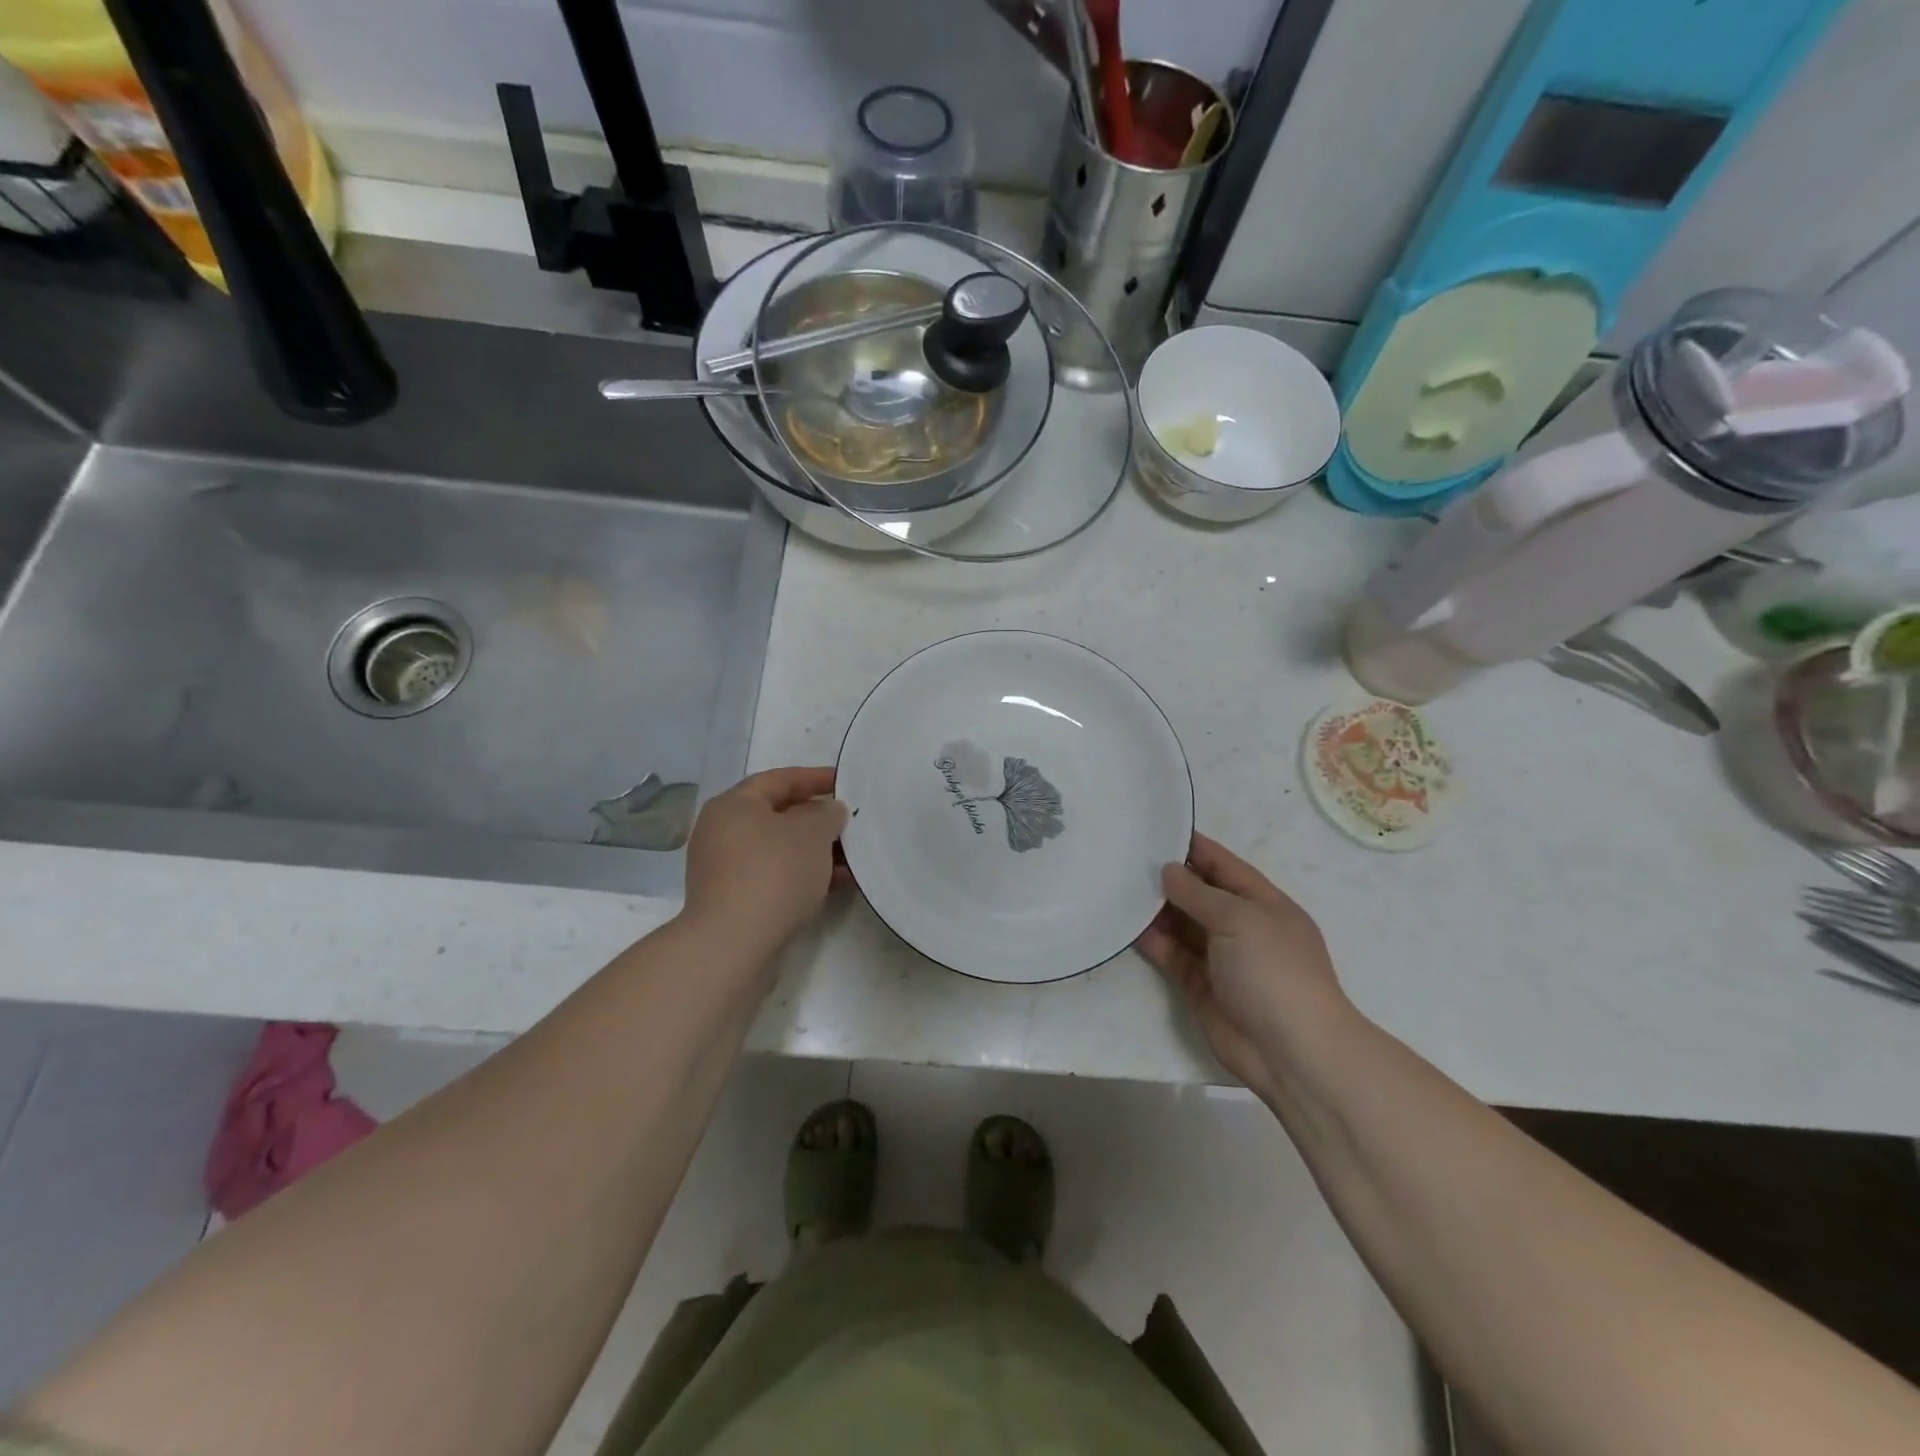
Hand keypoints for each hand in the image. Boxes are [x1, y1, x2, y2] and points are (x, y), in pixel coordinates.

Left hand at [682, 767, 849, 956]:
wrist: (733, 943)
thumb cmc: (773, 873)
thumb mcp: (812, 834)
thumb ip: (827, 814)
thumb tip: (829, 810)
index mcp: (734, 805)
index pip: (779, 779)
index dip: (815, 778)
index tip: (846, 783)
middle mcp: (722, 831)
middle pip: (779, 815)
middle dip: (818, 819)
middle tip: (851, 822)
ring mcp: (725, 867)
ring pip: (779, 849)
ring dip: (815, 851)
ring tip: (853, 857)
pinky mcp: (733, 898)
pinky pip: (775, 875)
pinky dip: (803, 874)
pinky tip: (836, 883)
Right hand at [1136, 833, 1350, 1100]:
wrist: (1291, 1052)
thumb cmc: (1274, 972)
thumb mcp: (1240, 920)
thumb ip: (1199, 894)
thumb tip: (1168, 870)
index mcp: (1263, 904)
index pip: (1224, 866)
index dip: (1195, 847)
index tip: (1159, 828)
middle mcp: (1241, 926)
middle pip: (1200, 894)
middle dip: (1169, 877)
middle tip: (1126, 858)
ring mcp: (1220, 957)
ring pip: (1181, 924)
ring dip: (1155, 908)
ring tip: (1118, 886)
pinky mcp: (1200, 985)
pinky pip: (1171, 954)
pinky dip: (1151, 940)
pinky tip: (1125, 925)